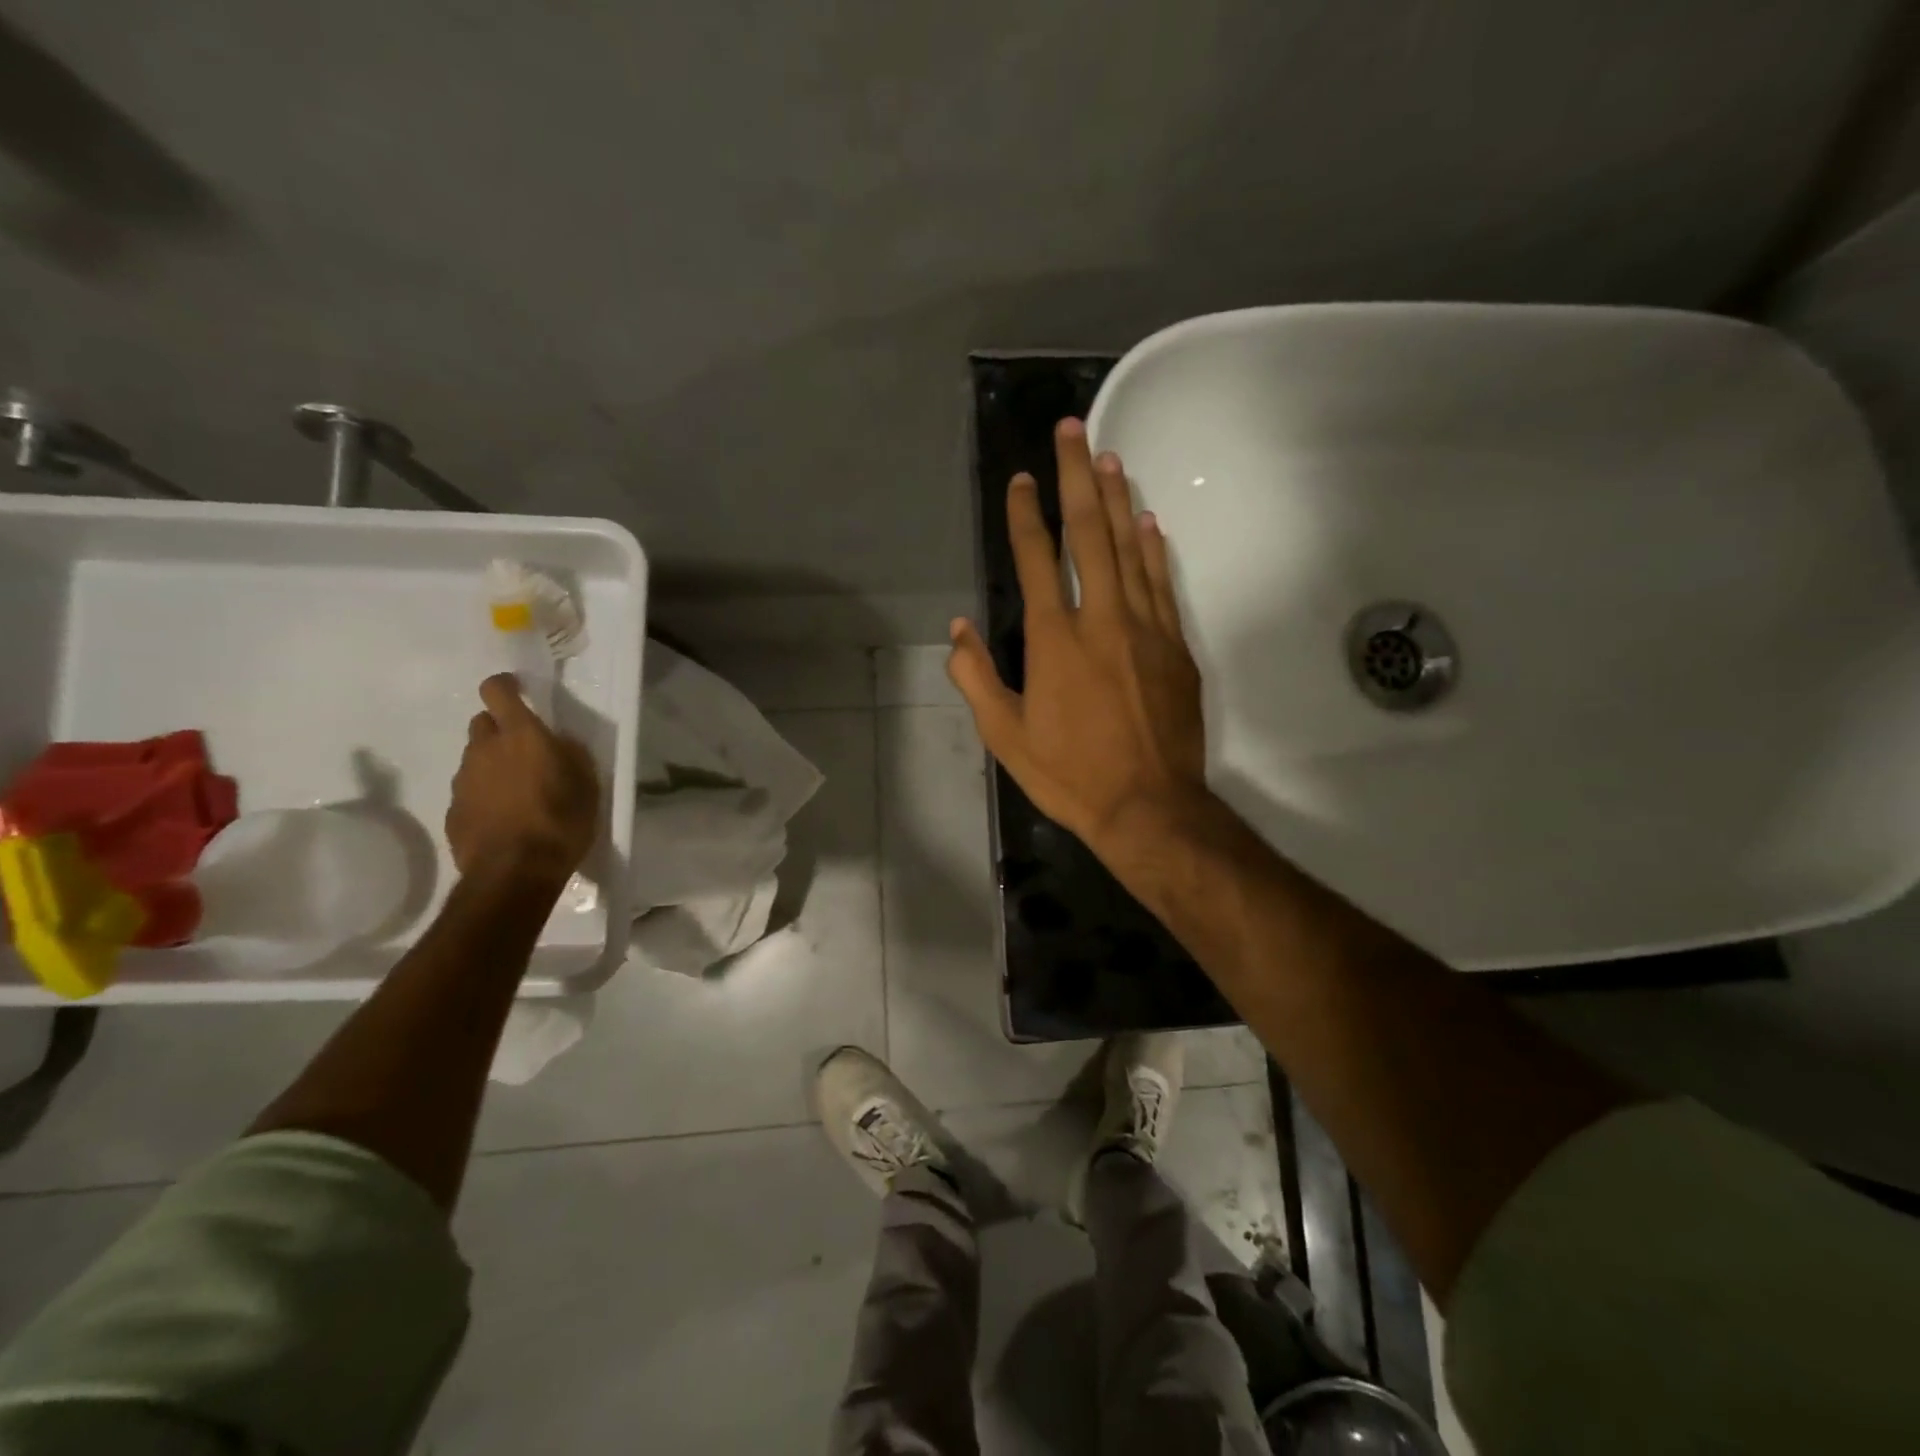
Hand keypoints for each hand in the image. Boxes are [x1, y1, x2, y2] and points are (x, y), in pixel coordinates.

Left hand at [446, 674, 600, 882]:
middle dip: (500, 729)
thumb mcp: (587, 784)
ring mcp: (463, 780)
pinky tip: (504, 817)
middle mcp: (484, 749)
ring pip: (475, 758)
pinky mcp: (452, 810)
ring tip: (518, 791)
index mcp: (520, 735)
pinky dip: (484, 795)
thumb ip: (570, 754)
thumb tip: (558, 742)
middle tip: (524, 751)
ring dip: (492, 764)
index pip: (496, 691)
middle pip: (482, 723)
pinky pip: (469, 790)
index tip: (517, 691)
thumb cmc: (561, 821)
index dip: (505, 686)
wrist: (515, 873)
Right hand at [947, 418, 1209, 855]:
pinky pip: (1163, 583)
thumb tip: (958, 630)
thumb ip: (977, 678)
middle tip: (1072, 429)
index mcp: (1053, 639)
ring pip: (1130, 548)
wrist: (1149, 806)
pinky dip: (1154, 548)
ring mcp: (1145, 628)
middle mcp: (1100, 619)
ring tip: (1108, 456)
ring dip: (1116, 499)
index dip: (1024, 514)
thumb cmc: (1070, 774)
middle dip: (1076, 477)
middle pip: (1088, 533)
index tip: (1019, 479)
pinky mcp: (1175, 646)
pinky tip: (1148, 521)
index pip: (1035, 559)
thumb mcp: (1005, 737)